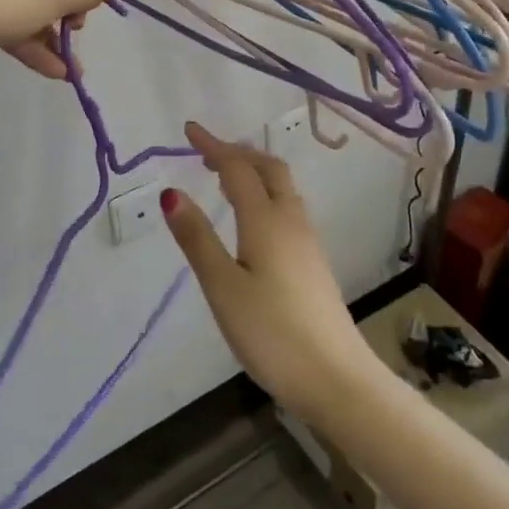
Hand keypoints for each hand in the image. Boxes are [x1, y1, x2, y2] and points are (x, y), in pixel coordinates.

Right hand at [162, 123, 382, 421]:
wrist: (337, 379)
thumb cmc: (272, 333)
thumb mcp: (222, 287)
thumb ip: (197, 238)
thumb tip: (171, 192)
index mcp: (266, 220)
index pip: (237, 168)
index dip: (212, 146)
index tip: (189, 129)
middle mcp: (290, 221)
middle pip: (268, 169)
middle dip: (238, 152)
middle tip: (206, 153)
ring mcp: (307, 242)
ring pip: (281, 188)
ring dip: (253, 172)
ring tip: (223, 178)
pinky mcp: (313, 262)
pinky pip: (286, 208)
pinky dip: (263, 194)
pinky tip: (251, 218)